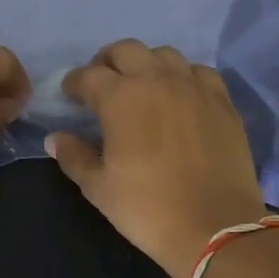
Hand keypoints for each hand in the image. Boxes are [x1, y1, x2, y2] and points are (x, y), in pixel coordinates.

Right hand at [46, 39, 268, 277]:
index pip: (89, 75)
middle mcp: (157, 80)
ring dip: (146, 65)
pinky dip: (183, 77)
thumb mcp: (99, 188)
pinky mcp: (222, 101)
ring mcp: (194, 87)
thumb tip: (56, 138)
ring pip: (165, 55)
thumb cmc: (147, 209)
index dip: (74, 83)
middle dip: (107, 63)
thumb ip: (74, 157)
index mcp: (120, 98)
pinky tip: (180, 96)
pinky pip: (199, 72)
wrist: (215, 227)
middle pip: (126, 50)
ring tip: (142, 87)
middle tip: (102, 85)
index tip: (70, 96)